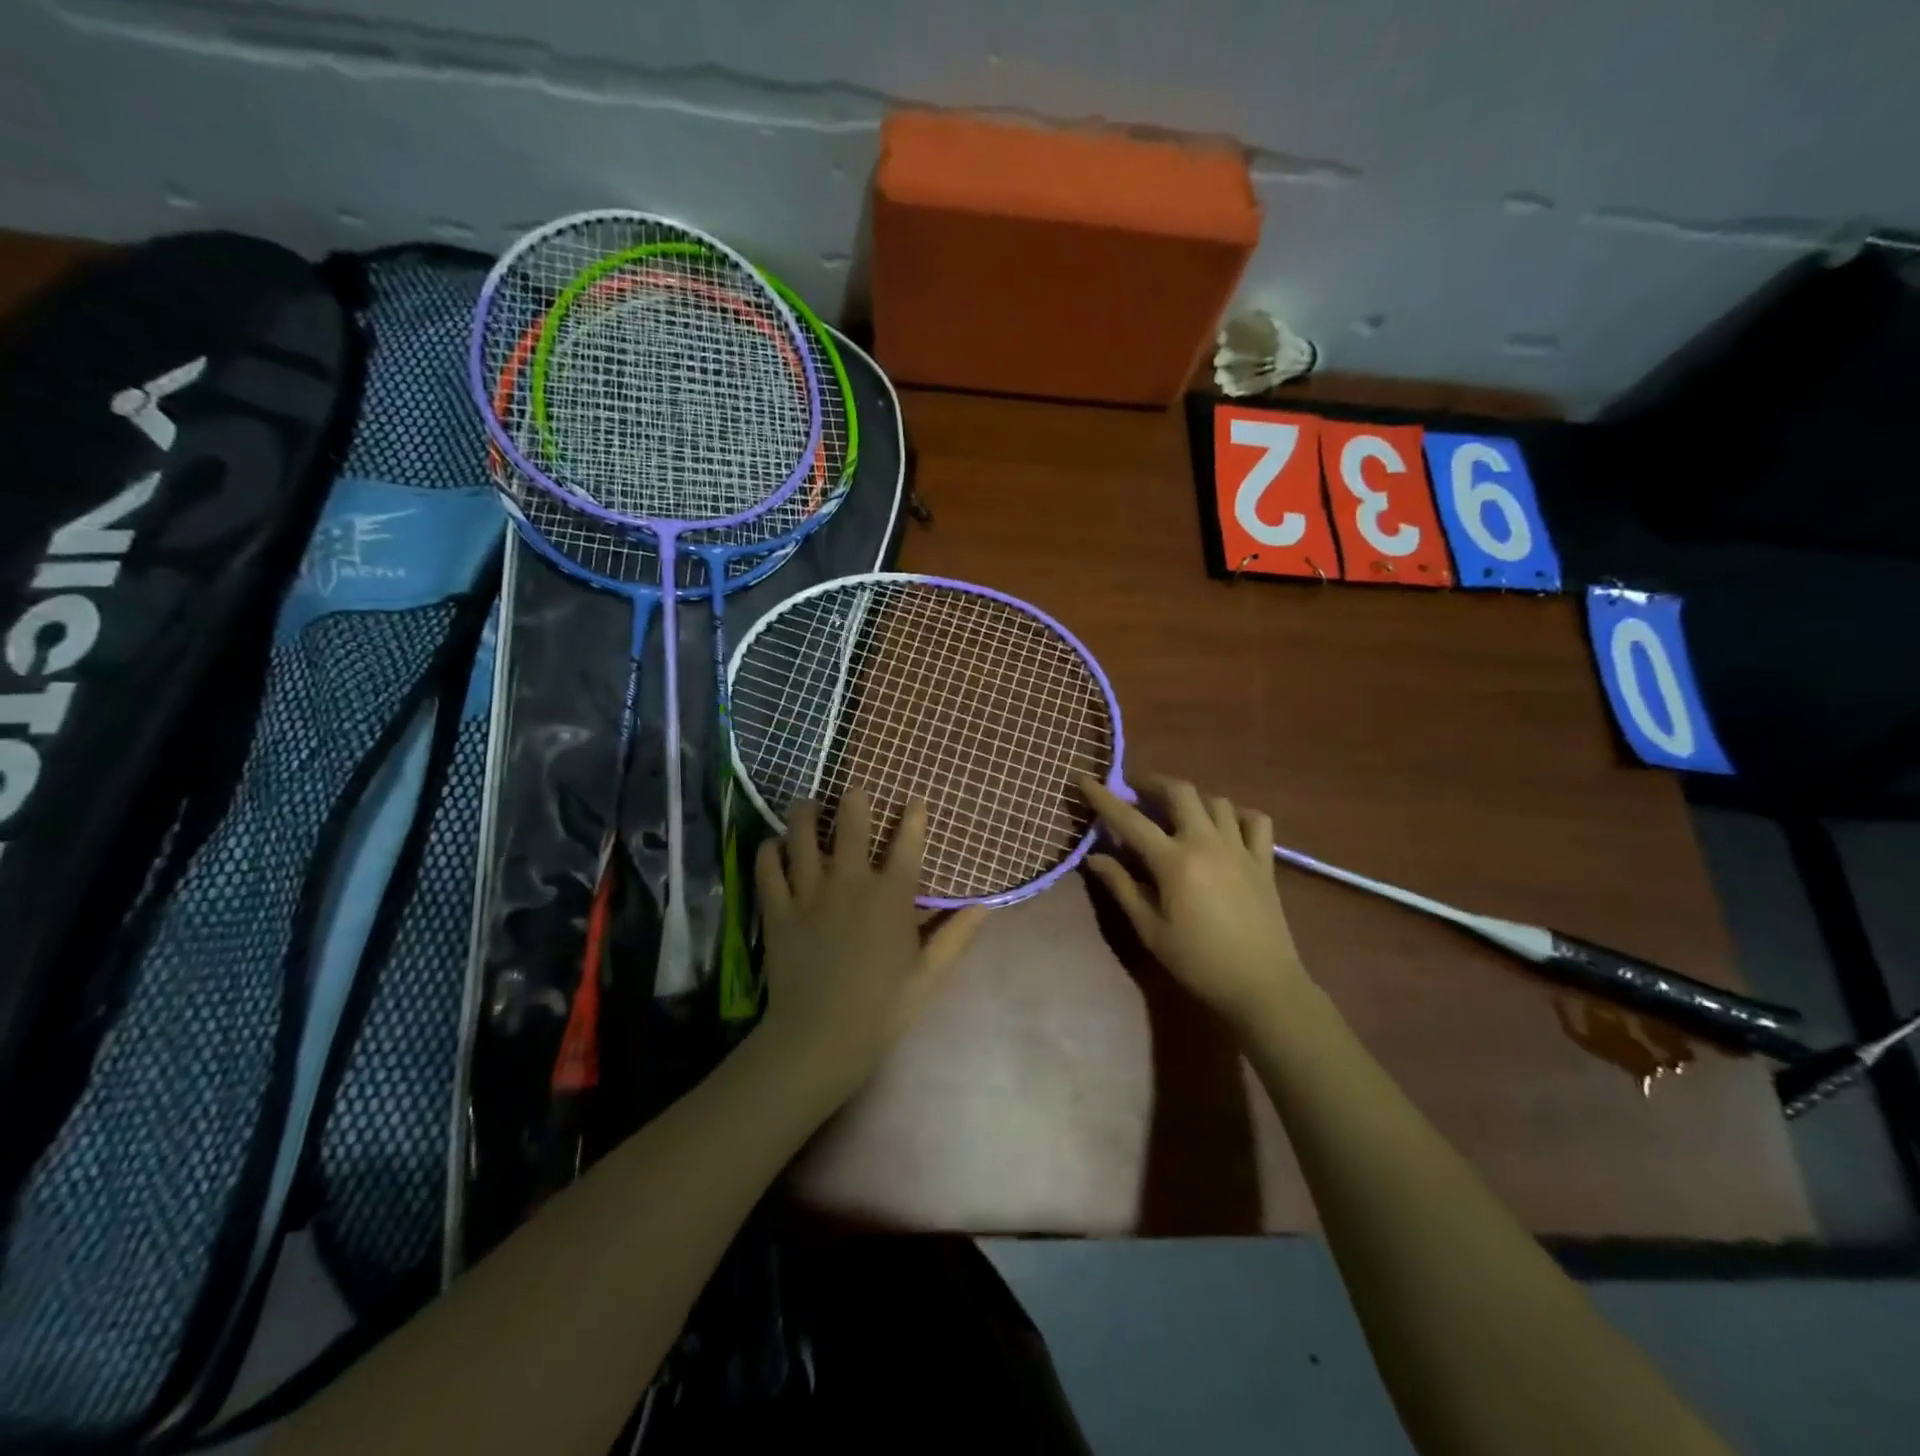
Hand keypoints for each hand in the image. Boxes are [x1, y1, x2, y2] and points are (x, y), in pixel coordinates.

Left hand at [754, 788, 987, 1106]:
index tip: (915, 800)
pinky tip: (773, 845)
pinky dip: (769, 851)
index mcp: (891, 896)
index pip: (907, 843)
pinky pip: (767, 868)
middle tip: (853, 789)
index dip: (913, 816)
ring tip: (806, 804)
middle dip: (853, 799)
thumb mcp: (929, 974)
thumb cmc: (883, 1007)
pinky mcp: (778, 909)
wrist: (820, 1037)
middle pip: (850, 823)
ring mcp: (809, 893)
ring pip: (801, 835)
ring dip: (804, 814)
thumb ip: (956, 935)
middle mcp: (850, 882)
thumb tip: (986, 905)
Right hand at [1080, 775, 1308, 1032]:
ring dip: (1191, 798)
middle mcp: (1207, 842)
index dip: (1103, 798)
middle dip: (1153, 783)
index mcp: (1174, 861)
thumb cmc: (1198, 961)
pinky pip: (1255, 820)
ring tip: (1176, 811)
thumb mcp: (1150, 929)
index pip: (1129, 820)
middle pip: (1179, 791)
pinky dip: (1237, 814)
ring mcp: (1239, 848)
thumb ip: (1122, 887)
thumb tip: (1094, 857)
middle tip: (1136, 791)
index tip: (1085, 779)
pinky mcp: (1264, 861)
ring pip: (1216, 800)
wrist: (1262, 986)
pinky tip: (1224, 826)